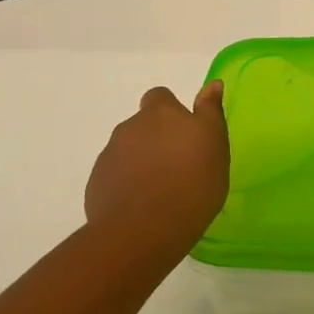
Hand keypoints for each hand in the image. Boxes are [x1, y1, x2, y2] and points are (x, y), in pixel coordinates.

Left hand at [83, 82, 229, 256]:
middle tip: (180, 166)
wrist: (144, 229)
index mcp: (161, 114)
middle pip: (144, 125)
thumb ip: (210, 112)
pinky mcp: (97, 182)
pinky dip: (129, 184)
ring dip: (143, 162)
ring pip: (129, 151)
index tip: (186, 134)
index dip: (172, 111)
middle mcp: (131, 127)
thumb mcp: (215, 145)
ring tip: (163, 190)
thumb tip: (213, 84)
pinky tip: (145, 205)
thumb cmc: (192, 184)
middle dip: (157, 139)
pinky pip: (116, 176)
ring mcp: (110, 155)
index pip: (161, 97)